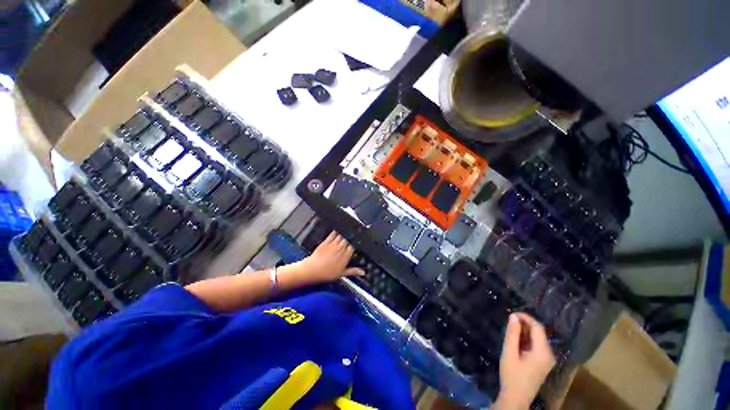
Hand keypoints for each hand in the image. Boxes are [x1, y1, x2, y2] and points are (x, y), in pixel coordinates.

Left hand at [299, 232, 362, 282]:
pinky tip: (339, 228)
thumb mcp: (342, 274)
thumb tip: (363, 272)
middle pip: (348, 239)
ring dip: (345, 232)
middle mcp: (341, 248)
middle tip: (354, 233)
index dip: (356, 242)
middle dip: (351, 236)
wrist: (312, 270)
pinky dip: (337, 230)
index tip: (358, 241)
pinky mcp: (326, 241)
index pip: (353, 246)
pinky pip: (333, 234)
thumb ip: (353, 271)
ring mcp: (333, 244)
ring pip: (342, 235)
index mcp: (346, 256)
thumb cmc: (327, 273)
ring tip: (348, 229)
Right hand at [493, 313, 555, 409]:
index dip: (525, 317)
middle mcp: (549, 354)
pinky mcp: (543, 362)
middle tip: (509, 321)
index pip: (537, 327)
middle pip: (539, 332)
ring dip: (525, 331)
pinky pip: (537, 345)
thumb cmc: (512, 375)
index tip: (511, 313)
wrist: (516, 397)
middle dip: (525, 324)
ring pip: (538, 338)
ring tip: (511, 329)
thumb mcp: (509, 352)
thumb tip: (513, 316)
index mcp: (543, 352)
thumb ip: (512, 334)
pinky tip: (516, 340)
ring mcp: (548, 359)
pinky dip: (527, 339)